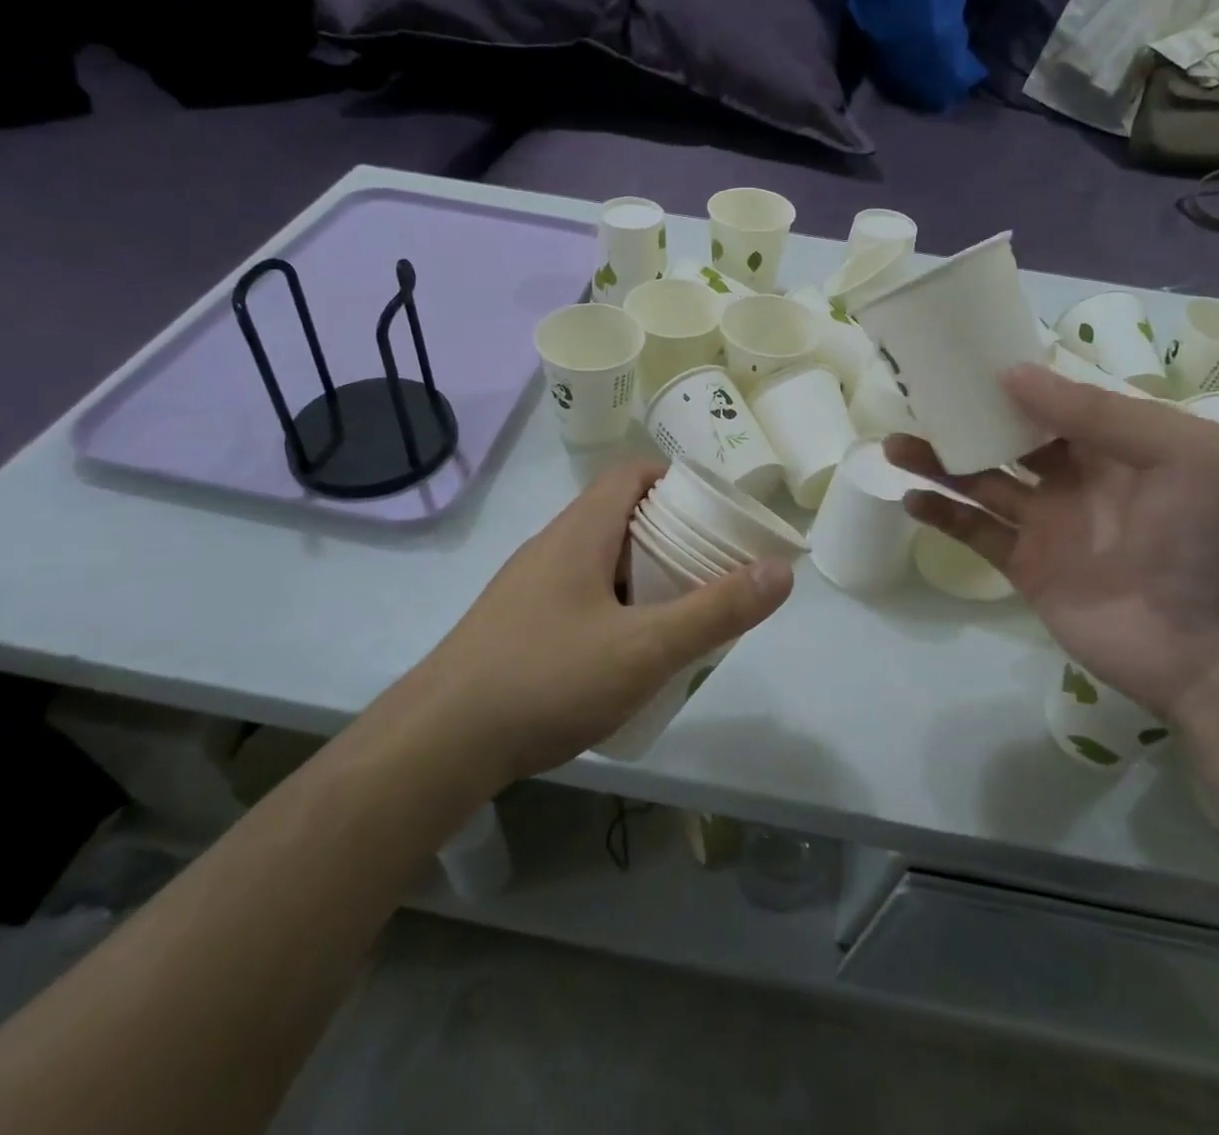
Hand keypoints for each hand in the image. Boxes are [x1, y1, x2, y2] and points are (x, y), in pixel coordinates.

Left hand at [415, 462, 792, 783]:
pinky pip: (578, 595)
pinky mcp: (516, 624)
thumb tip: (780, 570)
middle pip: (620, 516)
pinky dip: (613, 606)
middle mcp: (552, 547)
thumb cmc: (546, 679)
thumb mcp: (645, 649)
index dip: (678, 481)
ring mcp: (528, 586)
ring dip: (642, 575)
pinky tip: (626, 654)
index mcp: (580, 532)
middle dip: (671, 535)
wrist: (438, 744)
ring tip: (680, 613)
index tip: (716, 513)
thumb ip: (715, 611)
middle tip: (711, 569)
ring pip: (599, 560)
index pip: (633, 474)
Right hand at [887, 367, 1218, 720]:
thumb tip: (1011, 373)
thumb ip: (1098, 411)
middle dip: (964, 418)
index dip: (1010, 380)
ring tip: (894, 445)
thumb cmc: (1212, 538)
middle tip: (915, 398)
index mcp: (1116, 443)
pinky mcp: (1026, 567)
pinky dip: (942, 515)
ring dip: (938, 462)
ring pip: (981, 482)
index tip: (961, 359)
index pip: (1053, 400)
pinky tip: (911, 499)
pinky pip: (976, 533)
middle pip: (1007, 438)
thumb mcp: (1182, 452)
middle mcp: (1076, 477)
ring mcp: (1048, 524)